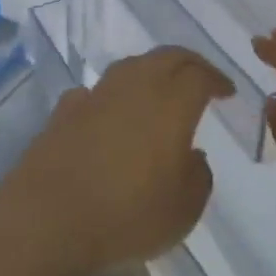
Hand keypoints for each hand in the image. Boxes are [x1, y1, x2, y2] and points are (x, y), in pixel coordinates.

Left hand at [1, 47, 230, 275]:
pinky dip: (113, 95)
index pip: (199, 75)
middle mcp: (134, 87)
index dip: (217, 79)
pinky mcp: (65, 109)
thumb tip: (192, 154)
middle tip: (201, 78)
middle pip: (166, 57)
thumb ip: (198, 176)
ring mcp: (96, 94)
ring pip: (130, 66)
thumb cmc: (127, 216)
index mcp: (170, 104)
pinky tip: (111, 113)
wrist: (48, 218)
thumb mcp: (183, 210)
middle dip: (188, 63)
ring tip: (159, 91)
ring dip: (150, 71)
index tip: (227, 91)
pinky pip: (97, 91)